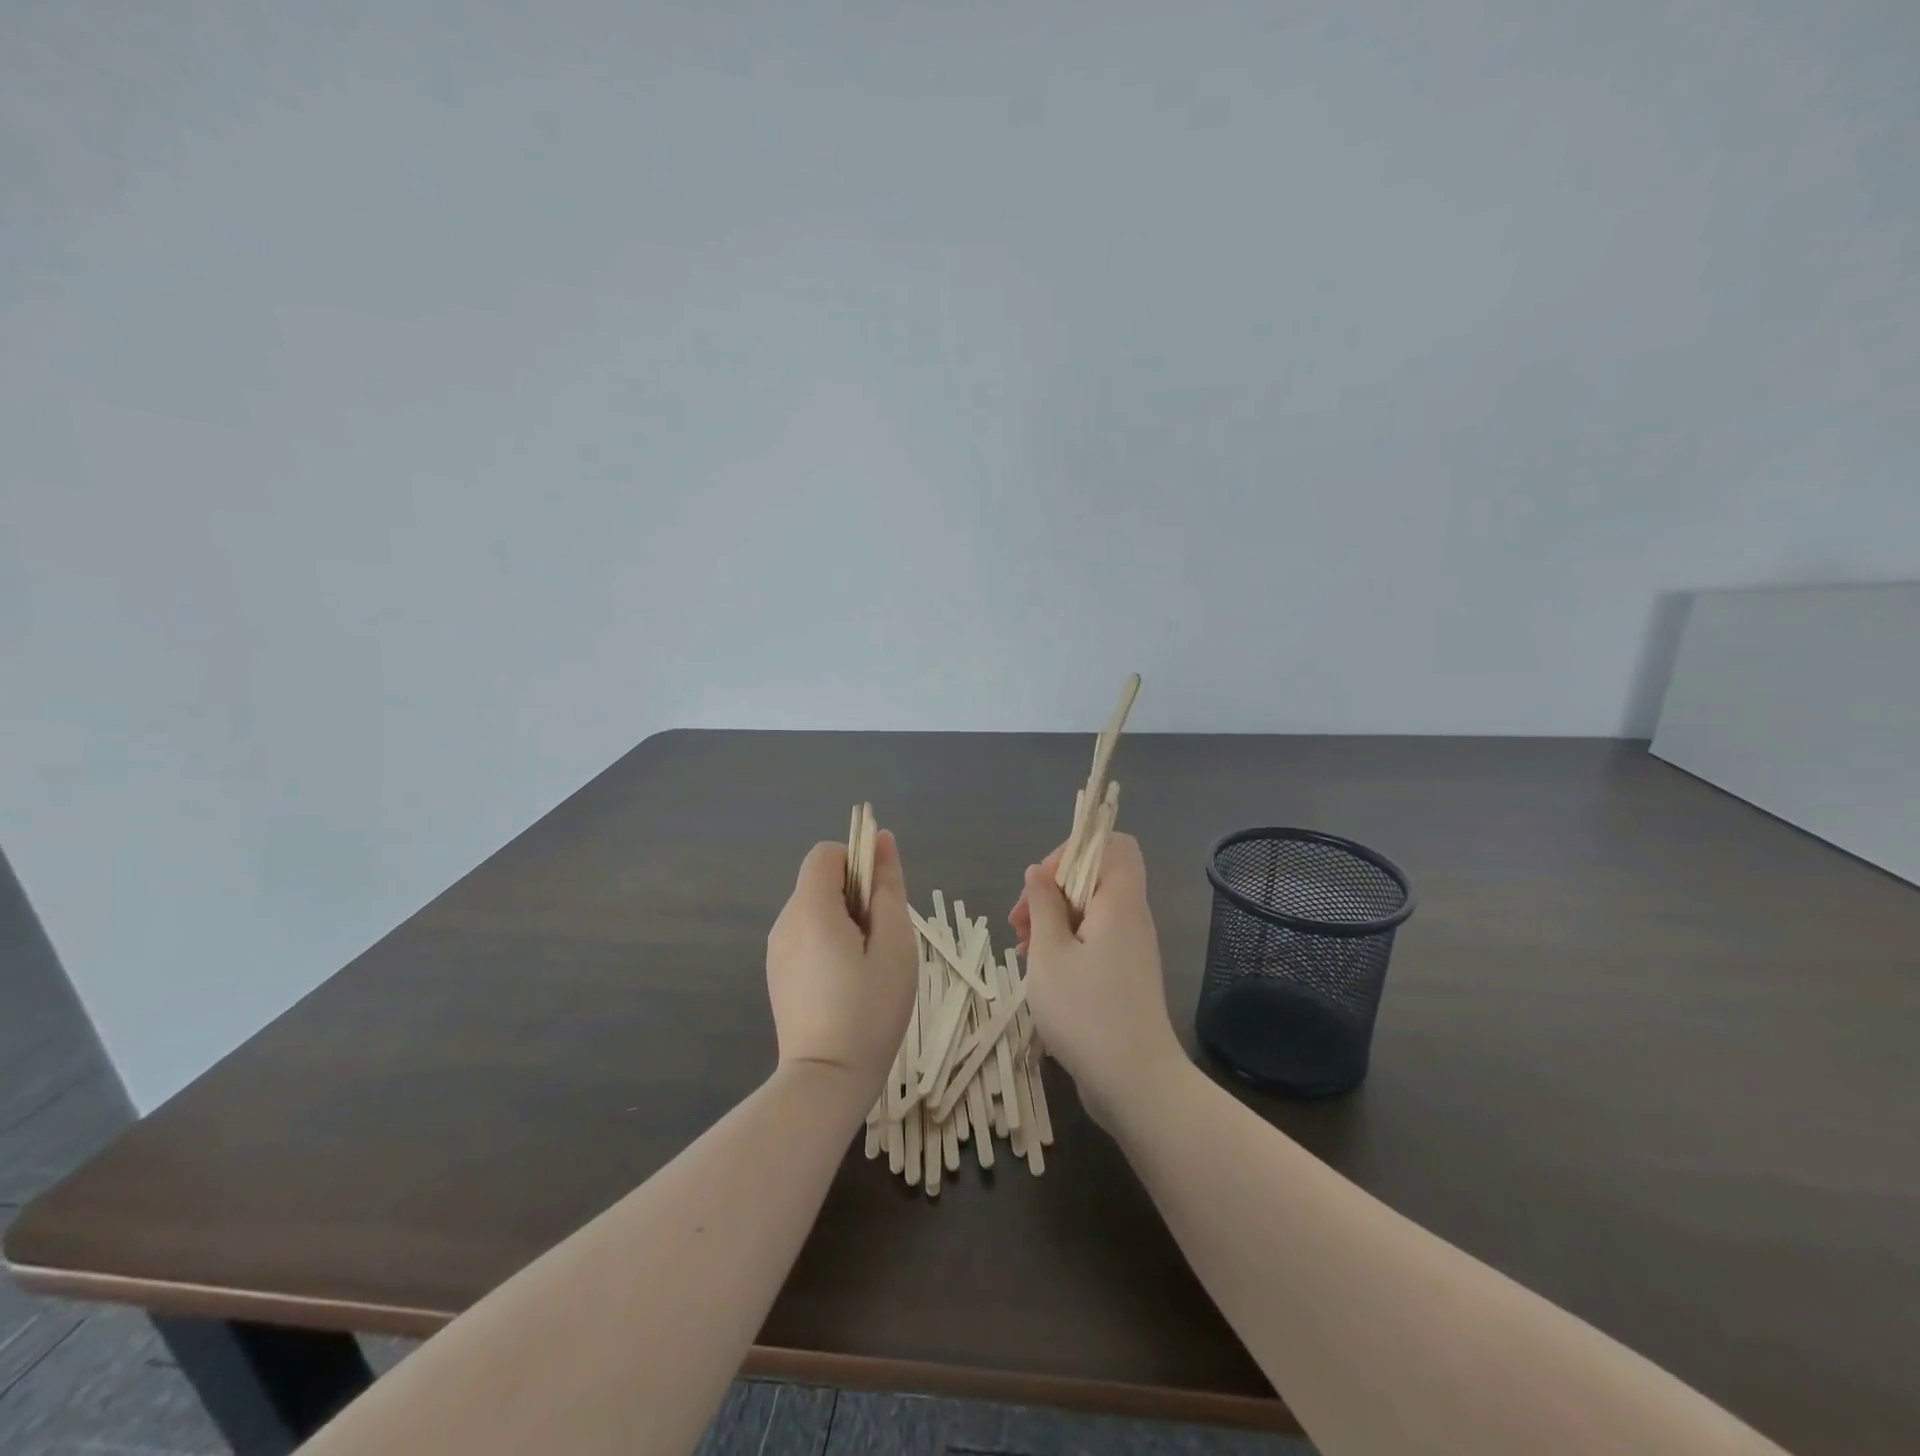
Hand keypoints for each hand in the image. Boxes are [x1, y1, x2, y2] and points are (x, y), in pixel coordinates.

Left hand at [766, 830, 916, 1106]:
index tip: (879, 902)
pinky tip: (846, 983)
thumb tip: (882, 840)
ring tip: (866, 967)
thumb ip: (888, 886)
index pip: (827, 853)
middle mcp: (785, 921)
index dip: (858, 864)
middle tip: (880, 942)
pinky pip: (806, 936)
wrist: (826, 1081)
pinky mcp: (777, 974)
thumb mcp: (895, 943)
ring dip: (844, 921)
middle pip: (821, 881)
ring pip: (815, 910)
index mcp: (810, 908)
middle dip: (855, 896)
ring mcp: (776, 950)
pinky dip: (829, 943)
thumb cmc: (870, 1009)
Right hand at [1011, 833, 1186, 1128]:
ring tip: (1023, 949)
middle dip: (1052, 889)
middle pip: (1095, 876)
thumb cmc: (1086, 1012)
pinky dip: (1067, 942)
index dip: (1073, 850)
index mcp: (1119, 901)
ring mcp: (1131, 947)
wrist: (1136, 1084)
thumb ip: (1043, 905)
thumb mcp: (1049, 954)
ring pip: (1091, 909)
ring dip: (1054, 918)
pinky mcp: (1125, 973)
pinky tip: (1041, 970)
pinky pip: (1095, 938)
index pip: (1112, 844)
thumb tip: (1039, 872)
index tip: (1042, 885)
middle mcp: (1131, 917)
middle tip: (1020, 922)